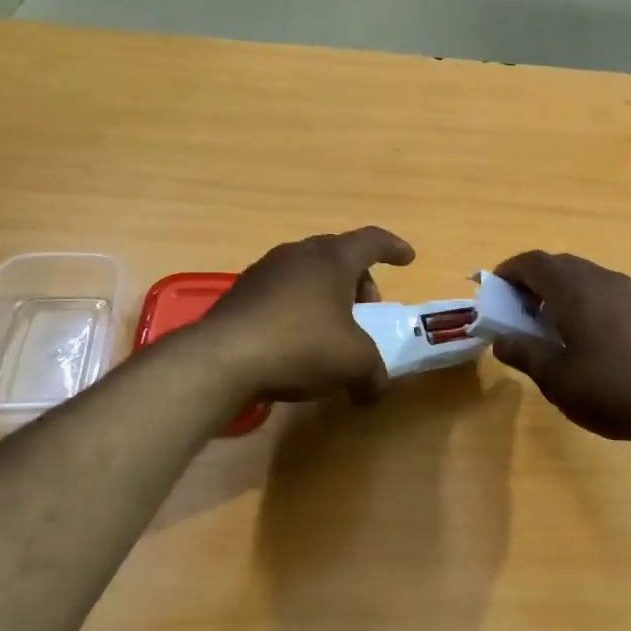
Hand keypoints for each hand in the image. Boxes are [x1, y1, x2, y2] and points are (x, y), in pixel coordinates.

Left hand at [201, 227, 415, 402]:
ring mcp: (265, 270)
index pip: (372, 240)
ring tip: (333, 327)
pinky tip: (297, 339)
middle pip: (338, 255)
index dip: (394, 248)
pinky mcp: (241, 292)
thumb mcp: (353, 363)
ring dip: (327, 294)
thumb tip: (375, 390)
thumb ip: (373, 373)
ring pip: (308, 272)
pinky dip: (299, 307)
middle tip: (367, 310)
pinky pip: (283, 291)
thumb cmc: (301, 346)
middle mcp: (298, 254)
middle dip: (360, 280)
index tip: (407, 258)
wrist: (223, 358)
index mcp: (332, 258)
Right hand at [490, 251, 630, 456]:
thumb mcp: (558, 378)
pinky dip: (586, 303)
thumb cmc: (612, 387)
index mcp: (573, 289)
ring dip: (562, 292)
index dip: (509, 272)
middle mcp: (602, 279)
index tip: (494, 289)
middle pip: (561, 265)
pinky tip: (588, 338)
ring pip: (586, 278)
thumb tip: (501, 340)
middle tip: (519, 310)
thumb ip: (525, 354)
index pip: (533, 263)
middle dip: (534, 281)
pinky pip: (607, 293)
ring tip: (551, 325)